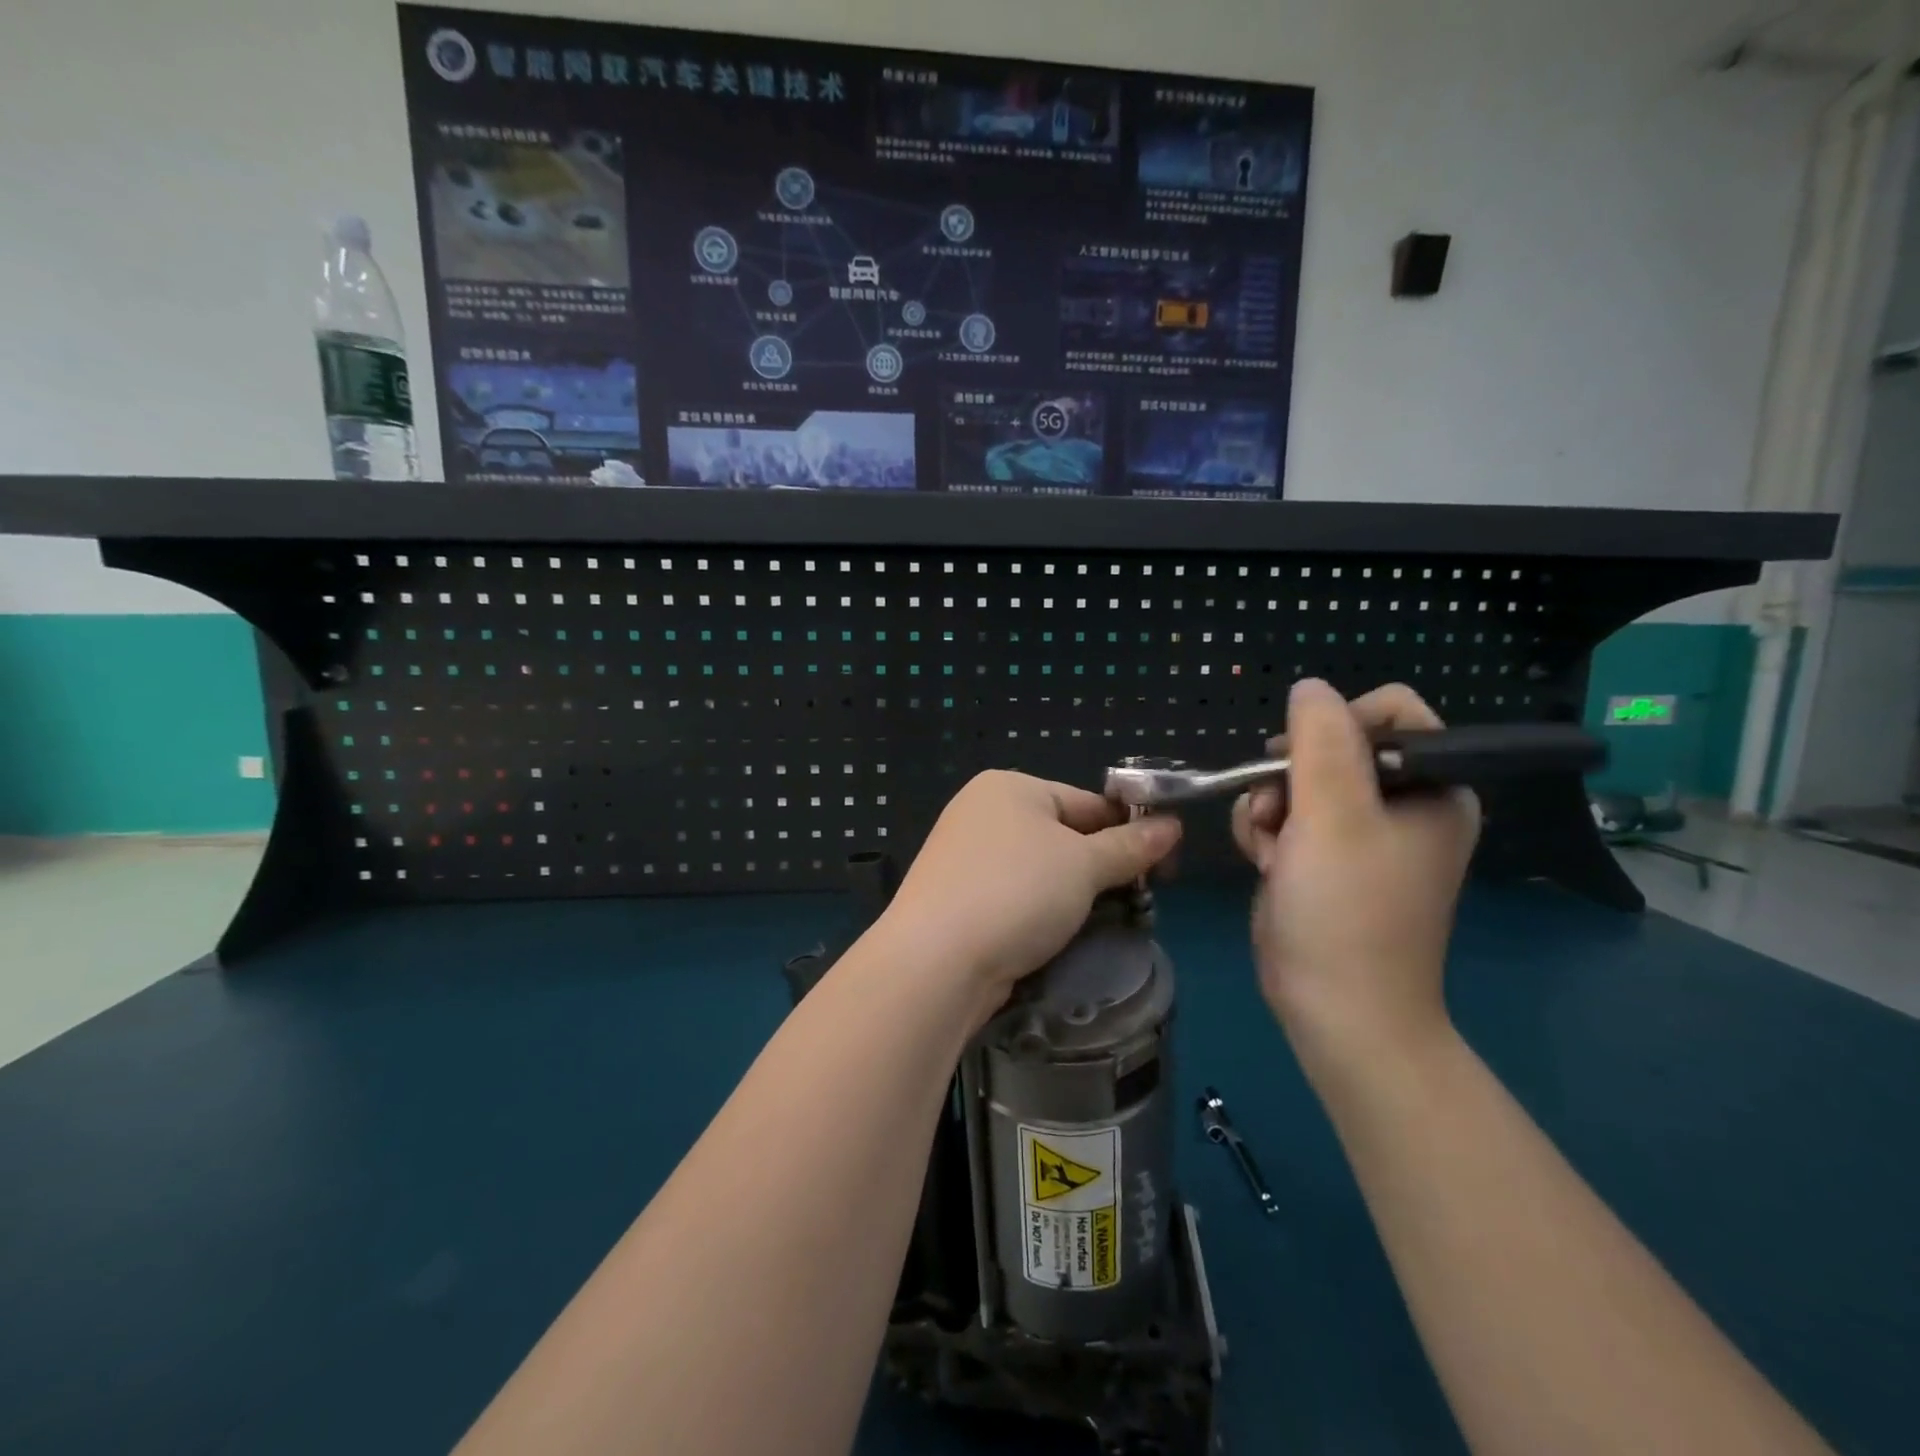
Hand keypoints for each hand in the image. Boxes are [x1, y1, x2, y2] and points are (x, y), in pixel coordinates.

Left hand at [881, 770, 1182, 1009]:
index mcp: (1010, 787)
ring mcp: (965, 857)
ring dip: (1074, 895)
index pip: (1088, 803)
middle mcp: (983, 813)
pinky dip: (1041, 913)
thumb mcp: (1084, 865)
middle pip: (1064, 836)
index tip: (1166, 869)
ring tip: (1107, 923)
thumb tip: (1173, 826)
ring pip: (1041, 871)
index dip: (1130, 833)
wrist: (936, 959)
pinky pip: (1016, 897)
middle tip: (1140, 901)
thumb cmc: (1017, 892)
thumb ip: (1130, 846)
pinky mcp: (958, 899)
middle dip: (1102, 868)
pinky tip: (1060, 937)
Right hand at [1232, 680, 1479, 1081]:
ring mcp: (1360, 834)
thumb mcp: (1333, 816)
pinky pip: (1285, 816)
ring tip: (1270, 848)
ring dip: (1269, 807)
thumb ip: (1321, 741)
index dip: (1337, 726)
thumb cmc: (1346, 910)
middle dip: (1290, 775)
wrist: (1335, 1008)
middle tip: (1280, 812)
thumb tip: (1310, 686)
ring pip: (1296, 781)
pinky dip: (1265, 833)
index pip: (1388, 712)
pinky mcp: (1324, 858)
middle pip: (1331, 745)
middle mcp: (1402, 805)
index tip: (1303, 762)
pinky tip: (1264, 863)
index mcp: (1433, 788)